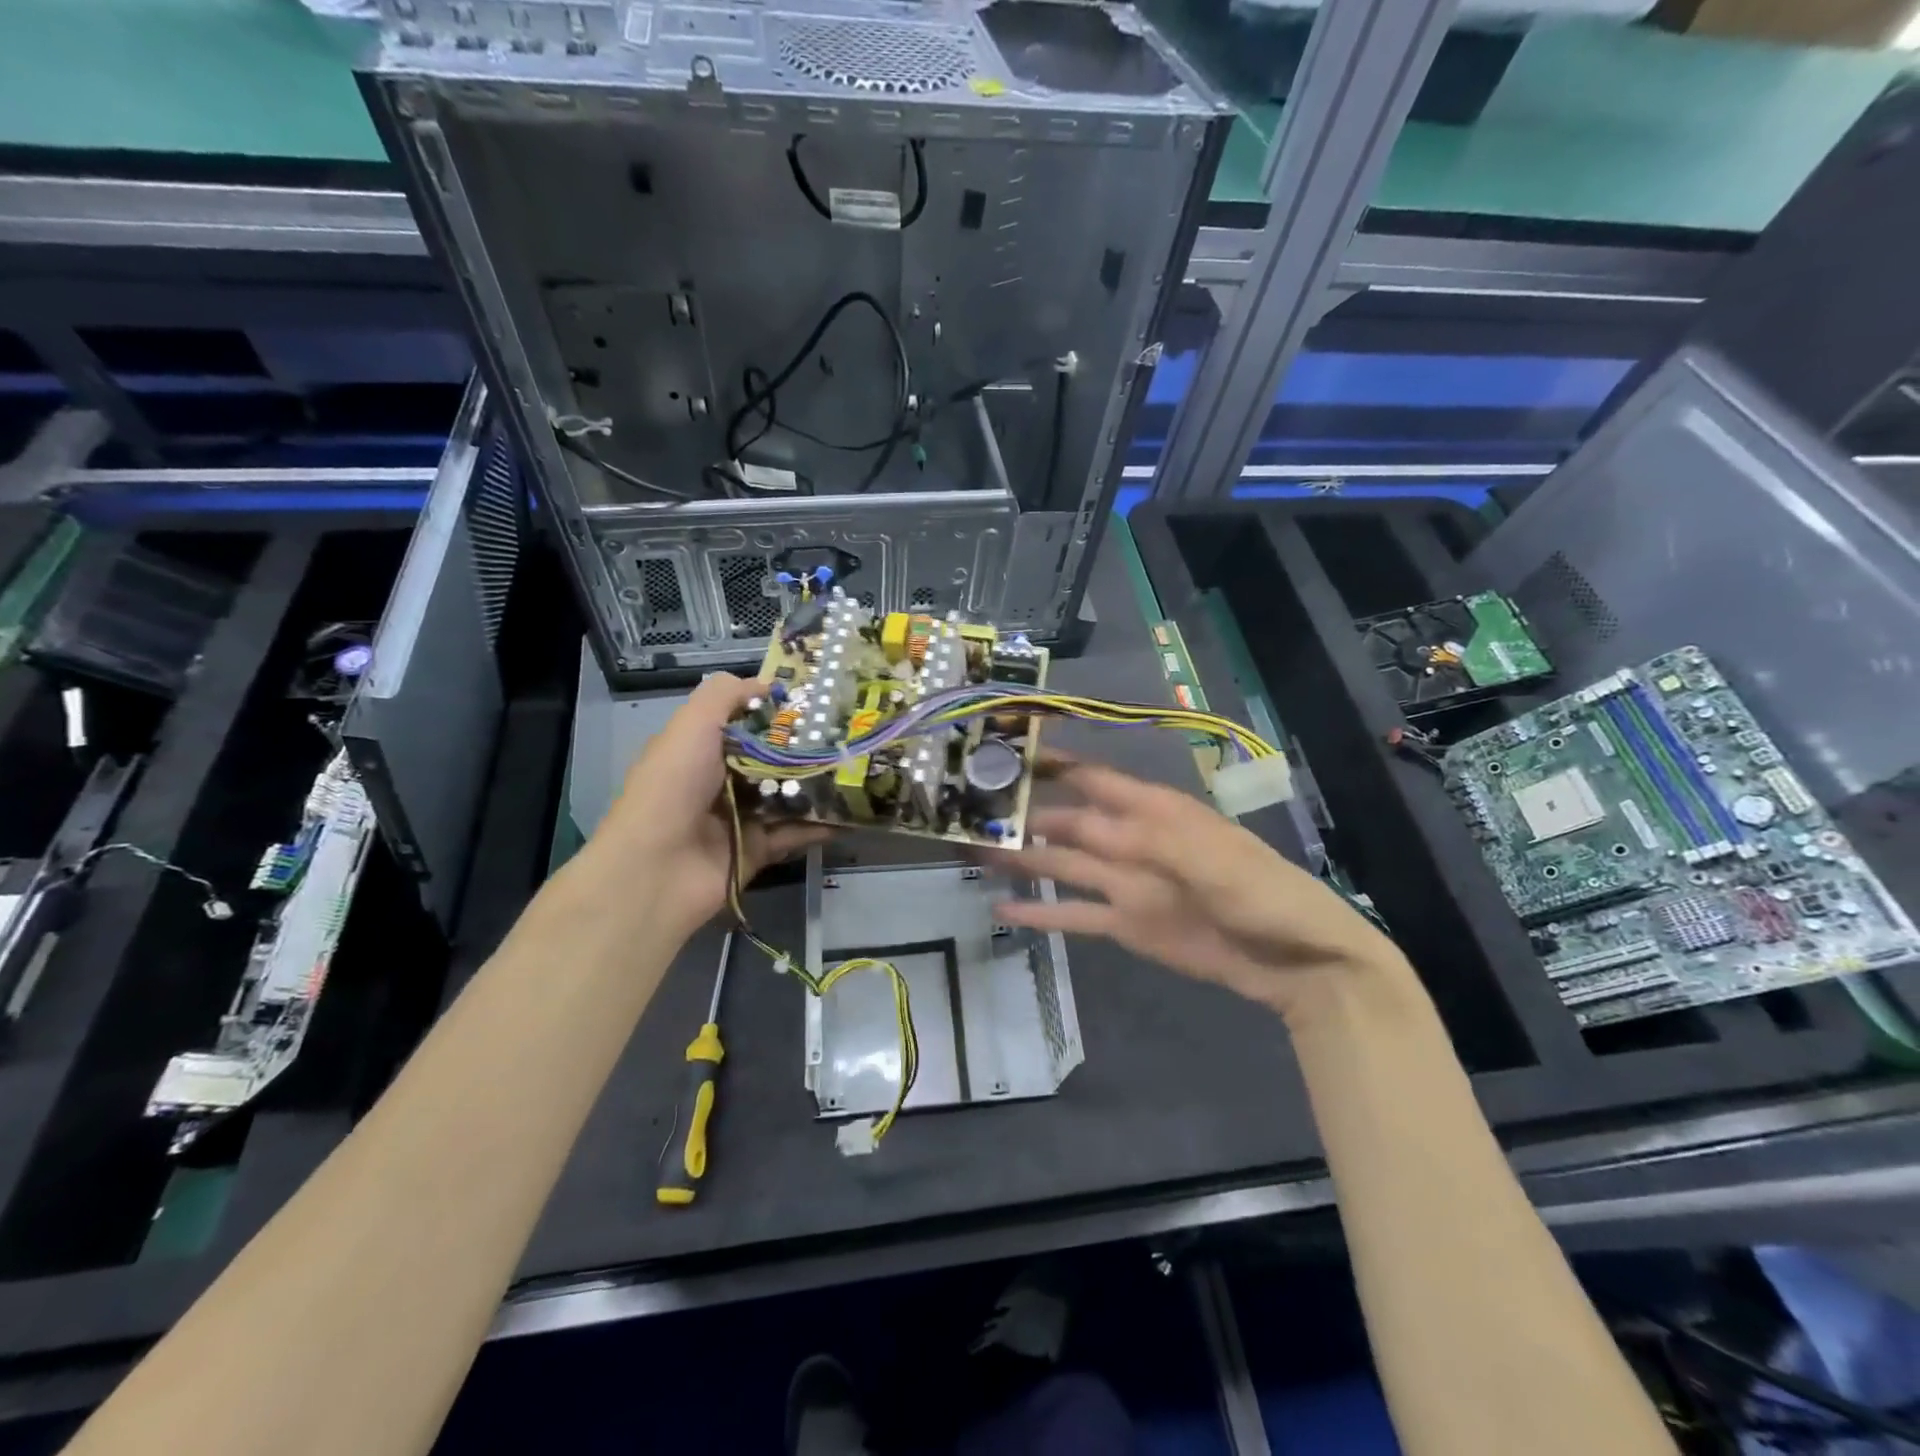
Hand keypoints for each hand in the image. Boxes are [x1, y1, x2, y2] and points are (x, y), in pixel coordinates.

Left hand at [592, 674, 825, 935]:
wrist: (656, 869)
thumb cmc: (673, 787)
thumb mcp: (692, 725)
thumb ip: (725, 695)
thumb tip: (768, 685)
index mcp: (700, 748)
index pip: (744, 722)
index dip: (777, 710)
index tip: (818, 700)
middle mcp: (720, 780)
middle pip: (770, 758)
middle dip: (806, 747)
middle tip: (849, 735)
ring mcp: (739, 817)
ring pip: (786, 795)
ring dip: (818, 785)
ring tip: (858, 769)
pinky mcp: (756, 850)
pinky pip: (794, 833)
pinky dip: (819, 825)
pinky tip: (851, 813)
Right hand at [992, 760, 1402, 1020]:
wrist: (1294, 959)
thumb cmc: (1260, 892)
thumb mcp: (1210, 859)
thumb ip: (1146, 841)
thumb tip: (1082, 823)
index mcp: (1154, 811)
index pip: (1094, 780)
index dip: (1054, 766)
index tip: (1008, 754)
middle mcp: (1131, 840)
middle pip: (1068, 822)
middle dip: (1024, 814)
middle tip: (971, 812)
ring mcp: (1125, 884)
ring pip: (1062, 865)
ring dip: (1022, 860)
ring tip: (973, 853)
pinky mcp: (1124, 923)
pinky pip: (1074, 915)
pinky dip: (1040, 914)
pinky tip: (1001, 910)